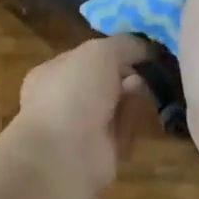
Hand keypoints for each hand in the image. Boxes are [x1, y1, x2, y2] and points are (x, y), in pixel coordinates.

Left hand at [10, 34, 151, 192]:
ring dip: (132, 99)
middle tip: (145, 73)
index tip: (139, 51)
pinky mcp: (99, 153)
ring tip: (144, 93)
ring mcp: (79, 129)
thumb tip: (146, 48)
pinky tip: (139, 119)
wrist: (65, 153)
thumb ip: (124, 44)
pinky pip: (121, 133)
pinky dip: (132, 125)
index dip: (113, 53)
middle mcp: (62, 100)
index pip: (86, 58)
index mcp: (52, 73)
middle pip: (103, 83)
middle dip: (126, 76)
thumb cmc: (73, 92)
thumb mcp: (100, 52)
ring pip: (115, 107)